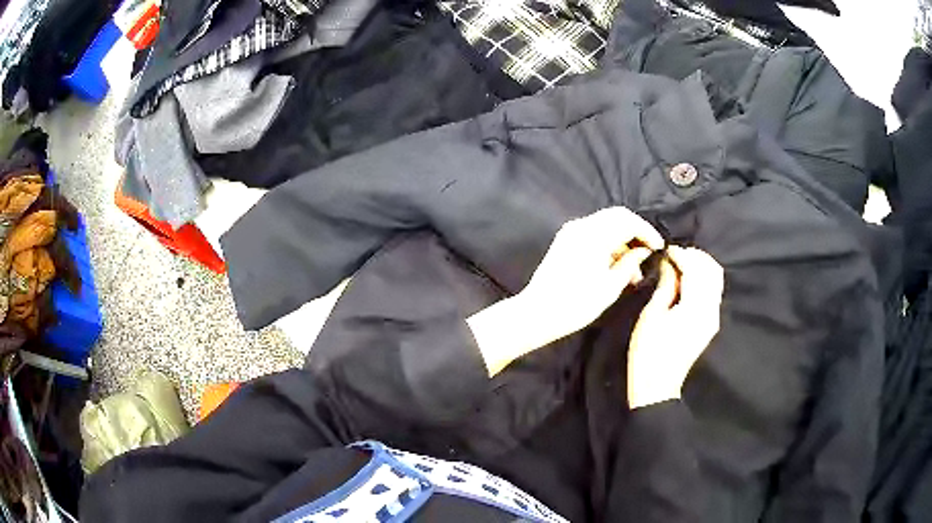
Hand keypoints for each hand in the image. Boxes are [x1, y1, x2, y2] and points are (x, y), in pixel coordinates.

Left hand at [468, 207, 663, 375]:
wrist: (537, 313)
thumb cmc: (576, 304)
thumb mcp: (610, 287)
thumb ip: (630, 264)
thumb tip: (643, 252)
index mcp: (594, 234)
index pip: (628, 221)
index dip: (647, 232)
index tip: (659, 248)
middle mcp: (581, 226)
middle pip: (617, 217)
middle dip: (636, 232)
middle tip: (649, 253)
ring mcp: (571, 231)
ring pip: (605, 225)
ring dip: (622, 240)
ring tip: (634, 270)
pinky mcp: (565, 240)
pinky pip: (594, 233)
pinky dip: (608, 244)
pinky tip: (617, 266)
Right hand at [627, 246, 723, 408]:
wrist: (657, 386)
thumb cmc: (648, 352)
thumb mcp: (651, 316)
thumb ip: (665, 286)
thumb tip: (669, 264)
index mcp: (695, 308)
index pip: (695, 270)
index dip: (682, 255)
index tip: (667, 250)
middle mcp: (710, 310)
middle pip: (712, 271)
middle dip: (695, 257)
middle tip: (675, 255)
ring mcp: (713, 317)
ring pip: (716, 280)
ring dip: (701, 267)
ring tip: (681, 265)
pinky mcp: (710, 324)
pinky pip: (713, 292)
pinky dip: (703, 279)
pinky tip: (687, 281)